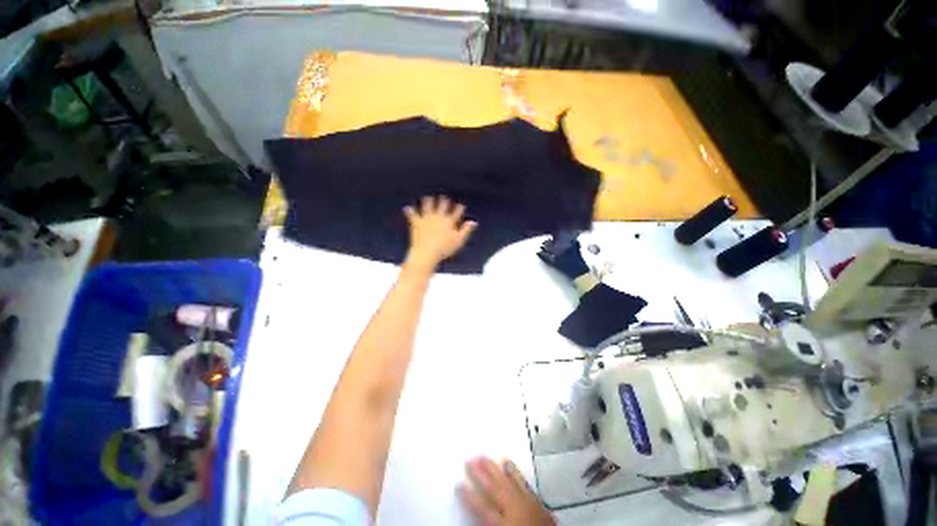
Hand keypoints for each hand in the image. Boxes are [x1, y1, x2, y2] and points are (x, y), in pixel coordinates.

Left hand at [403, 196, 477, 270]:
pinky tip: (407, 208)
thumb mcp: (459, 240)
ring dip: (428, 202)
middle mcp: (438, 216)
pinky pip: (412, 215)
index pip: (456, 212)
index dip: (459, 208)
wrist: (427, 252)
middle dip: (444, 201)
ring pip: (427, 206)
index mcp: (449, 221)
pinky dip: (410, 211)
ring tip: (427, 198)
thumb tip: (473, 222)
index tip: (461, 205)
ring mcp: (426, 218)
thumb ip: (466, 230)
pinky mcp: (416, 223)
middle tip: (444, 197)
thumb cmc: (445, 248)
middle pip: (442, 206)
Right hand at [458, 458, 555, 525]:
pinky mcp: (536, 499)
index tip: (458, 483)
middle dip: (480, 473)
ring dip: (494, 468)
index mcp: (503, 523)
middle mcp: (513, 508)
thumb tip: (474, 517)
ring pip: (507, 479)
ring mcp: (526, 501)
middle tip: (469, 459)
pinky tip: (507, 462)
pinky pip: (522, 481)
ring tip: (484, 456)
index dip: (468, 495)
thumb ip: (487, 524)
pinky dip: (513, 471)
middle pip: (493, 487)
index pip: (481, 507)